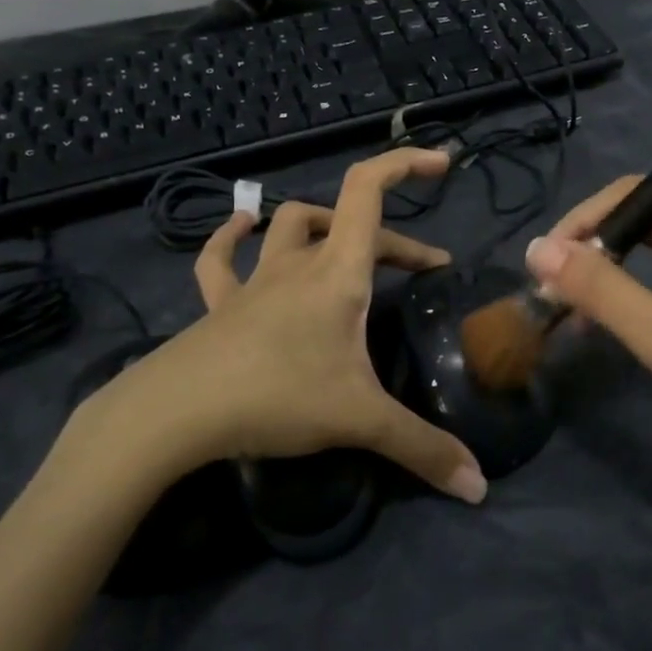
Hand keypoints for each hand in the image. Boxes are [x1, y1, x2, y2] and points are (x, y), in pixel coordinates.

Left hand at [56, 149, 486, 504]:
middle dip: (396, 240)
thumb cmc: (276, 396)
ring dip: (323, 225)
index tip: (440, 164)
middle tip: (426, 269)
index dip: (404, 164)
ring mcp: (254, 281)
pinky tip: (242, 229)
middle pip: (350, 223)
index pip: (369, 191)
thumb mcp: (360, 420)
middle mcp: (297, 264)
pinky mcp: (219, 305)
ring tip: (347, 241)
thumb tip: (479, 486)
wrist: (172, 414)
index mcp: (337, 272)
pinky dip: (234, 239)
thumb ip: (423, 448)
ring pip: (289, 227)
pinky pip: (222, 260)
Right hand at [525, 177, 651, 486]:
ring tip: (572, 288)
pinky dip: (635, 276)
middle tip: (558, 270)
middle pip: (650, 207)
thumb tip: (538, 250)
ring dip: (614, 256)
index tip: (546, 262)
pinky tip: (608, 303)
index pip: (641, 195)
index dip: (587, 221)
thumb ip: (603, 292)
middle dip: (599, 234)